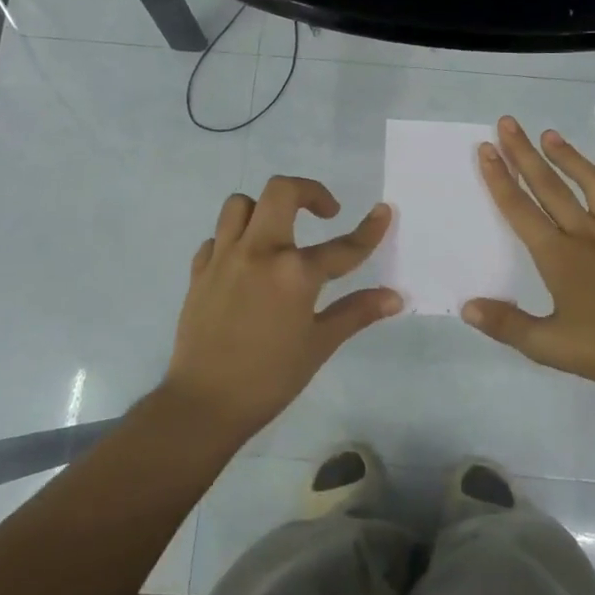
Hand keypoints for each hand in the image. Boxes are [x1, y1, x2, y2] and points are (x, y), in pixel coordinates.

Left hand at [163, 175, 401, 439]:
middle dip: (308, 192)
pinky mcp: (199, 271)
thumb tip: (395, 298)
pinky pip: (217, 237)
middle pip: (281, 191)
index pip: (343, 246)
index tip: (383, 211)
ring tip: (279, 233)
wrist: (204, 402)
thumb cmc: (270, 378)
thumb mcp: (319, 345)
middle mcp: (259, 252)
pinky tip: (245, 263)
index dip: (369, 229)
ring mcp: (224, 258)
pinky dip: (234, 240)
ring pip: (240, 205)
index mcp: (294, 273)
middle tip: (323, 213)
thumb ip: (356, 312)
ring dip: (265, 209)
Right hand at [462, 115, 594, 387]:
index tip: (486, 149)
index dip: (500, 179)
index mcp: (558, 256)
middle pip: (550, 187)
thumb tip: (468, 307)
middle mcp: (587, 235)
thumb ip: (507, 325)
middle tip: (509, 124)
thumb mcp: (550, 347)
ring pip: (594, 185)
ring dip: (571, 159)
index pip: (520, 210)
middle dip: (525, 154)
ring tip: (552, 136)